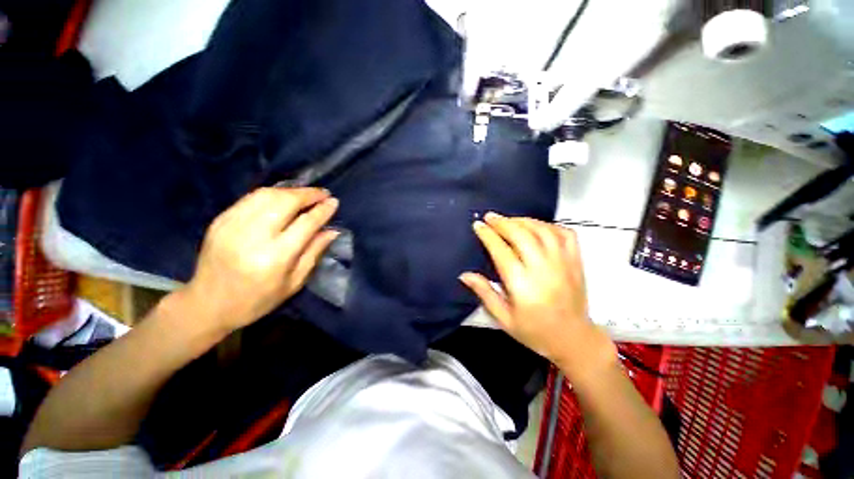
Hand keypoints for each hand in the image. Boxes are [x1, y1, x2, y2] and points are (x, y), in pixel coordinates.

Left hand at [181, 187, 339, 332]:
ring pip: (267, 195)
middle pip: (285, 202)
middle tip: (323, 194)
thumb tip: (332, 231)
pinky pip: (250, 198)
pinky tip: (282, 198)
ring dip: (291, 191)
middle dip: (308, 194)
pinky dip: (271, 194)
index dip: (322, 210)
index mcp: (275, 257)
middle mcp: (254, 236)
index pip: (305, 223)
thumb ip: (314, 252)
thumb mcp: (294, 283)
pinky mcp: (220, 221)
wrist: (207, 304)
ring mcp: (233, 225)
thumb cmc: (258, 300)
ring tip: (305, 194)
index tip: (334, 202)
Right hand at [460, 213, 614, 372]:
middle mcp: (543, 270)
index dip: (488, 235)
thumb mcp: (503, 318)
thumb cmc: (535, 331)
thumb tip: (465, 275)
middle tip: (490, 217)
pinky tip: (537, 226)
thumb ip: (484, 293)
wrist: (573, 340)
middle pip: (521, 235)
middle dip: (503, 222)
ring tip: (509, 219)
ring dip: (523, 220)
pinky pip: (565, 234)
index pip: (501, 251)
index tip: (478, 225)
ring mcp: (563, 264)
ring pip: (542, 230)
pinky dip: (549, 225)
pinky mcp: (576, 262)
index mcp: (523, 285)